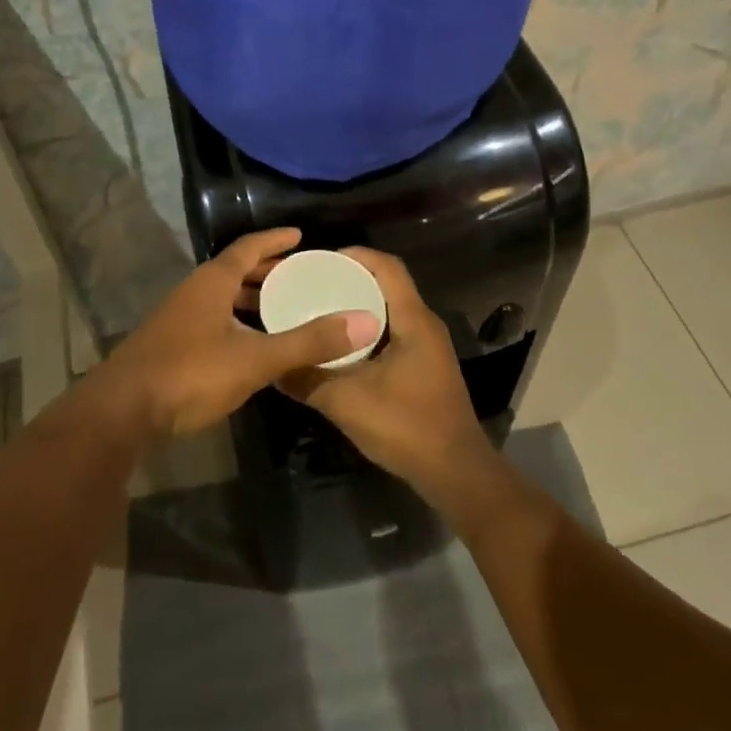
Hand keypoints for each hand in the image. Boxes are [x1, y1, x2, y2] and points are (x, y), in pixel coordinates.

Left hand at [98, 228, 381, 440]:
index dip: (275, 240)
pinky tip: (250, 344)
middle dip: (266, 270)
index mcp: (212, 282)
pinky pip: (212, 319)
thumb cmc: (190, 373)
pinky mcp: (170, 345)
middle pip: (234, 270)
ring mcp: (178, 318)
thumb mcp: (255, 358)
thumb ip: (308, 342)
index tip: (300, 235)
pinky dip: (236, 320)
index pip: (248, 247)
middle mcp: (194, 291)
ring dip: (250, 298)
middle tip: (300, 274)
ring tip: (281, 307)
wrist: (121, 412)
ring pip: (221, 297)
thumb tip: (364, 322)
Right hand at [278, 247, 494, 500]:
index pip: (387, 266)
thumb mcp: (347, 402)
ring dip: (359, 305)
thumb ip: (308, 380)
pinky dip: (368, 329)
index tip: (320, 260)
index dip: (356, 255)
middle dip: (351, 278)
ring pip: (390, 309)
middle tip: (313, 284)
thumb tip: (273, 365)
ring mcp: (428, 347)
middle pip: (388, 284)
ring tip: (322, 310)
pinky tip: (342, 347)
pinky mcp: (425, 367)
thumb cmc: (407, 427)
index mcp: (413, 320)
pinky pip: (394, 331)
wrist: (457, 475)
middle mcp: (425, 325)